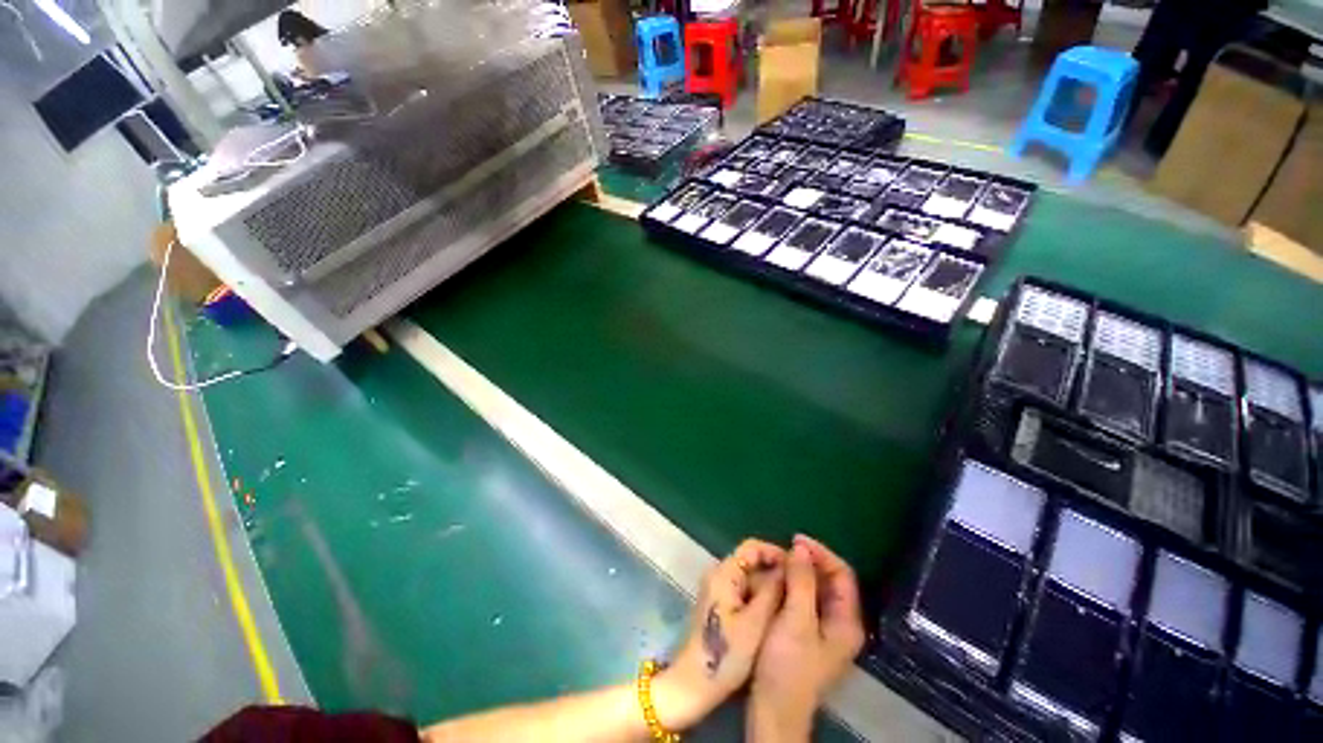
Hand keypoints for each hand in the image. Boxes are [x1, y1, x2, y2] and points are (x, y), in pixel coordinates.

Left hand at [652, 539, 786, 730]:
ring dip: (769, 586)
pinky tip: (775, 614)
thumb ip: (772, 591)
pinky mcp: (718, 603)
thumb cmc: (726, 654)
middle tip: (799, 588)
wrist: (694, 683)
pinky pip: (743, 590)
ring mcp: (717, 588)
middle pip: (751, 561)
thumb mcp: (755, 622)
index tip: (798, 569)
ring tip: (791, 602)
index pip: (752, 547)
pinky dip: (759, 597)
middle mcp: (718, 573)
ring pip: (749, 577)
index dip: (776, 553)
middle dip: (775, 571)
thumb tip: (788, 567)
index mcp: (724, 572)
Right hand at [748, 535, 864, 740]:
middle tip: (782, 551)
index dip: (820, 553)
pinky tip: (775, 582)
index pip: (842, 574)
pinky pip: (804, 600)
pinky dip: (791, 586)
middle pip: (829, 580)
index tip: (794, 540)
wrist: (774, 709)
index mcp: (847, 621)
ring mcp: (824, 630)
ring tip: (776, 562)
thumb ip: (801, 581)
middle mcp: (840, 623)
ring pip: (815, 589)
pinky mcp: (808, 634)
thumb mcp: (796, 620)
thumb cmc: (788, 665)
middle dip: (807, 562)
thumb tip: (801, 547)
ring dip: (797, 573)